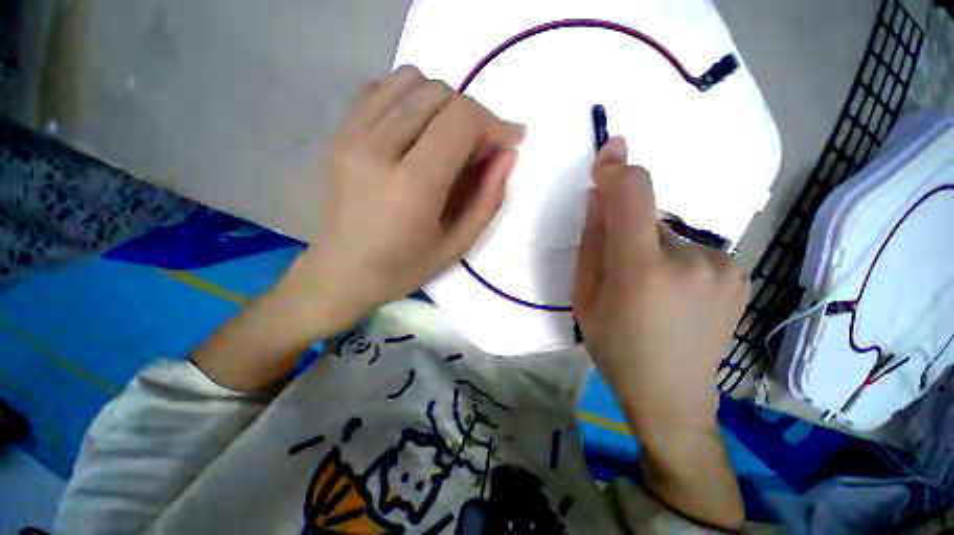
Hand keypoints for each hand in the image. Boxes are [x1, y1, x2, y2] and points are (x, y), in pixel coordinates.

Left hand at [285, 65, 524, 336]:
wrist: (341, 270)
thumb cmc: (403, 267)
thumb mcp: (457, 245)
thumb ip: (488, 199)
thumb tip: (508, 154)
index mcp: (413, 184)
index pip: (461, 119)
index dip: (493, 122)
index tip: (508, 140)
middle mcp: (378, 147)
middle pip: (439, 94)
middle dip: (472, 115)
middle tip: (479, 148)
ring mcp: (352, 134)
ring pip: (411, 80)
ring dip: (442, 103)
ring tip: (448, 139)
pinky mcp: (339, 131)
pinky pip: (381, 88)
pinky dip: (410, 98)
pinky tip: (416, 130)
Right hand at [574, 136, 747, 435]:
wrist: (672, 396)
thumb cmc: (615, 347)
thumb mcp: (585, 297)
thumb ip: (591, 244)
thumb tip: (598, 199)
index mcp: (642, 269)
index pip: (634, 195)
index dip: (619, 170)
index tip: (609, 154)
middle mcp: (691, 259)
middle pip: (649, 217)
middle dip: (628, 232)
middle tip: (621, 271)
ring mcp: (723, 266)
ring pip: (670, 235)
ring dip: (651, 249)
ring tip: (649, 290)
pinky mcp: (739, 274)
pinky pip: (692, 249)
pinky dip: (674, 260)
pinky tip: (674, 296)